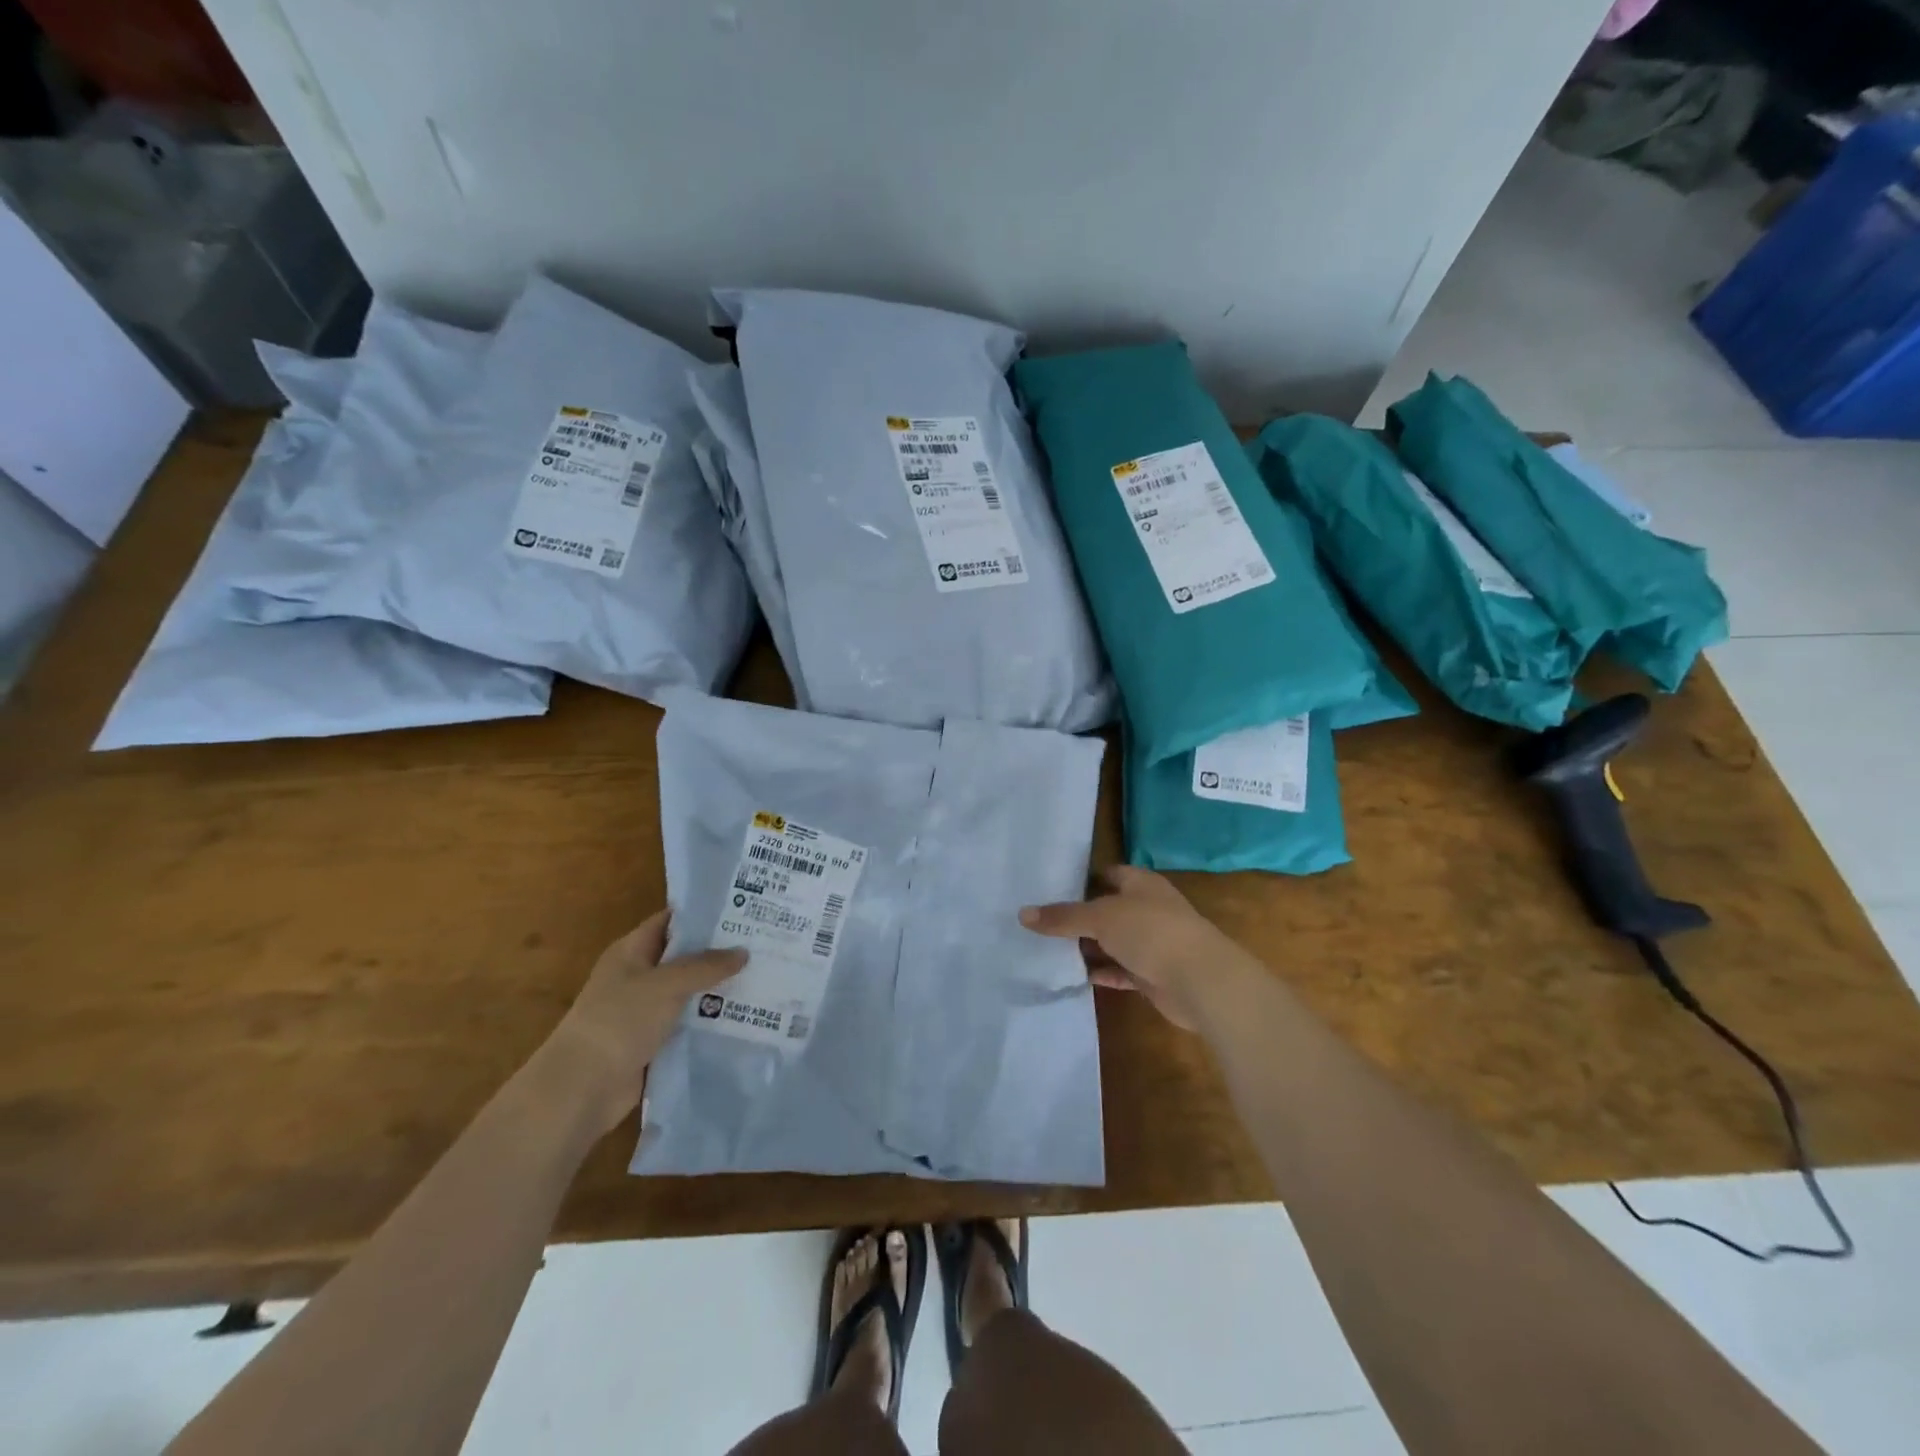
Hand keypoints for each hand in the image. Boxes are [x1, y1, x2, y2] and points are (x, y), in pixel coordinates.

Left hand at [542, 911, 746, 1135]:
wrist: (581, 1089)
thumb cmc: (619, 1021)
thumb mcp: (666, 984)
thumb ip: (706, 966)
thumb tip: (743, 952)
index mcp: (631, 952)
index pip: (670, 921)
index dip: (703, 914)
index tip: (742, 910)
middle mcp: (638, 977)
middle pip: (683, 957)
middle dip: (719, 953)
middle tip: (762, 944)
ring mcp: (644, 1011)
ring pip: (689, 992)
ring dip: (718, 989)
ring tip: (763, 978)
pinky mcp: (653, 1042)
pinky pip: (687, 1023)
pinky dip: (710, 1021)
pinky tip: (743, 1016)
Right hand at [1020, 865, 1243, 1030]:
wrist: (1200, 980)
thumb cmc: (1151, 932)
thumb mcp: (1100, 918)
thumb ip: (1063, 916)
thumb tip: (1022, 914)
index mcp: (1141, 884)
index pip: (1109, 874)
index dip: (1082, 879)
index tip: (1050, 887)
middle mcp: (1148, 909)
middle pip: (1108, 909)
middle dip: (1079, 916)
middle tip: (1041, 921)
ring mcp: (1152, 943)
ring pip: (1113, 942)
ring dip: (1088, 947)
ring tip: (1048, 949)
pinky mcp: (1152, 974)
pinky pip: (1119, 970)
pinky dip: (1100, 972)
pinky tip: (1073, 975)